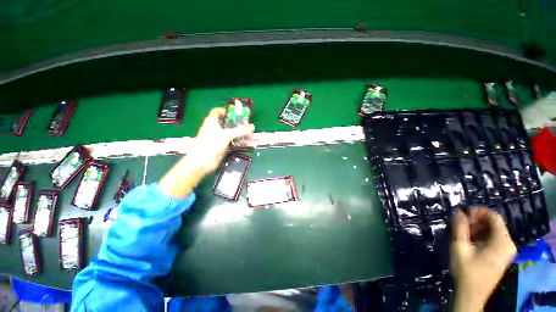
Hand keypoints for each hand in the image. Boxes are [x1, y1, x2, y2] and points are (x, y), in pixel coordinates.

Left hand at [159, 108, 253, 197]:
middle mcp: (216, 128)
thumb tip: (252, 126)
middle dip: (239, 124)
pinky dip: (240, 141)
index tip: (237, 113)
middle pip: (229, 123)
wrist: (202, 161)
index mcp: (212, 121)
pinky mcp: (223, 146)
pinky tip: (248, 143)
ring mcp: (219, 137)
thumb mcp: (226, 135)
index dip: (227, 111)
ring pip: (232, 133)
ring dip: (241, 134)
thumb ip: (240, 130)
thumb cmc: (211, 143)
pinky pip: (233, 141)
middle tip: (248, 126)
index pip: (218, 111)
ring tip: (251, 136)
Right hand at [451, 207, 516, 311]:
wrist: (472, 294)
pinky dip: (482, 236)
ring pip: (493, 231)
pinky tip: (470, 242)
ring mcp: (507, 251)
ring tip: (463, 234)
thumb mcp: (459, 247)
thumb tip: (458, 212)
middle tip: (460, 226)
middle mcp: (508, 244)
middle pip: (494, 223)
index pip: (494, 216)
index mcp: (502, 241)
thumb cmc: (466, 271)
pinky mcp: (503, 256)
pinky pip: (494, 239)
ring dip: (477, 229)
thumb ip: (459, 228)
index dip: (478, 212)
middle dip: (476, 221)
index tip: (463, 216)